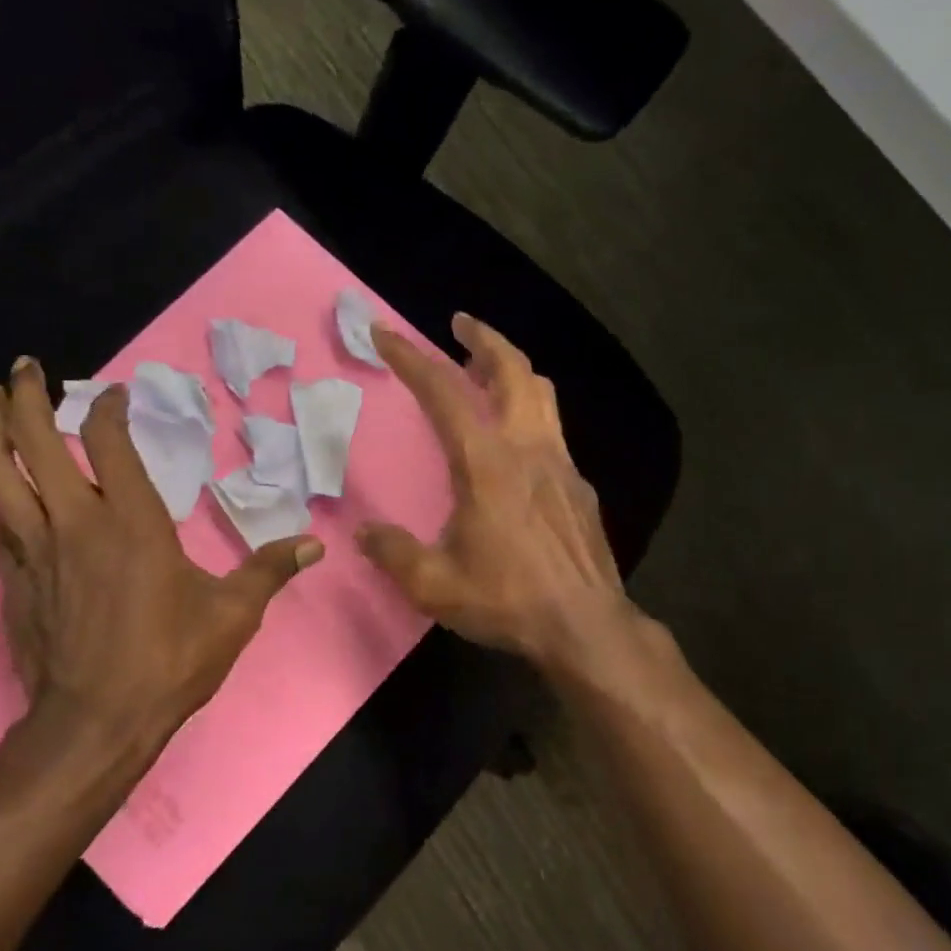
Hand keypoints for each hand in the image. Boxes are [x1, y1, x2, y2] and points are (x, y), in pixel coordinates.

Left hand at [0, 357, 322, 757]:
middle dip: (25, 396)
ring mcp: (34, 549)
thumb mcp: (233, 616)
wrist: (95, 722)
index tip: (114, 393)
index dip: (107, 407)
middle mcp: (74, 521)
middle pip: (33, 440)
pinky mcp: (12, 578)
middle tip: (24, 367)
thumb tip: (315, 544)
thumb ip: (270, 570)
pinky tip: (0, 482)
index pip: (108, 441)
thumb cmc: (168, 662)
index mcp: (131, 521)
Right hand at [358, 315, 638, 671]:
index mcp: (486, 463)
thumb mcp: (434, 584)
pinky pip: (553, 432)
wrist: (585, 626)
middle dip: (483, 339)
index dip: (410, 358)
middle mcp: (528, 449)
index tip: (385, 334)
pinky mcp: (580, 487)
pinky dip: (530, 414)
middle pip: (512, 370)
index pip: (443, 392)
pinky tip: (517, 444)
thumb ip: (394, 552)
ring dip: (513, 370)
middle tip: (461, 324)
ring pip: (542, 394)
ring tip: (488, 370)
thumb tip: (365, 533)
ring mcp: (561, 465)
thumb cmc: (507, 600)